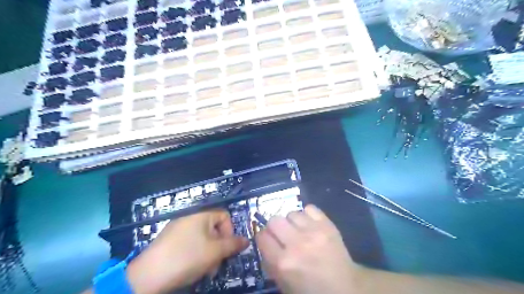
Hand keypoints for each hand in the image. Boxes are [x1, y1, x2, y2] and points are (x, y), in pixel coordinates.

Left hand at [127, 209, 248, 292]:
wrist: (148, 275)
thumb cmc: (187, 257)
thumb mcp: (215, 251)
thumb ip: (233, 244)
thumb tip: (247, 240)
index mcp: (202, 214)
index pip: (225, 216)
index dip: (230, 231)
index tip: (228, 249)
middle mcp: (190, 217)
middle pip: (214, 229)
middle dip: (219, 247)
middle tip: (216, 265)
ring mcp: (178, 228)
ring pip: (203, 238)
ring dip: (209, 253)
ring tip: (204, 270)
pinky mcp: (170, 239)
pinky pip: (191, 242)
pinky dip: (196, 254)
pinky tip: (191, 268)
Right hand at [258, 204, 365, 293]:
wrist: (345, 288)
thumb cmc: (311, 290)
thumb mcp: (284, 284)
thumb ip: (270, 263)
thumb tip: (265, 242)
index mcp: (283, 263)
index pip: (262, 236)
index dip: (263, 238)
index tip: (269, 240)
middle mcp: (296, 244)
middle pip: (274, 220)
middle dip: (275, 227)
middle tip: (282, 234)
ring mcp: (313, 232)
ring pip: (291, 213)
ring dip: (292, 222)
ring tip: (299, 230)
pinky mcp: (327, 224)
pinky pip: (309, 208)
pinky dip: (307, 215)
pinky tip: (310, 225)